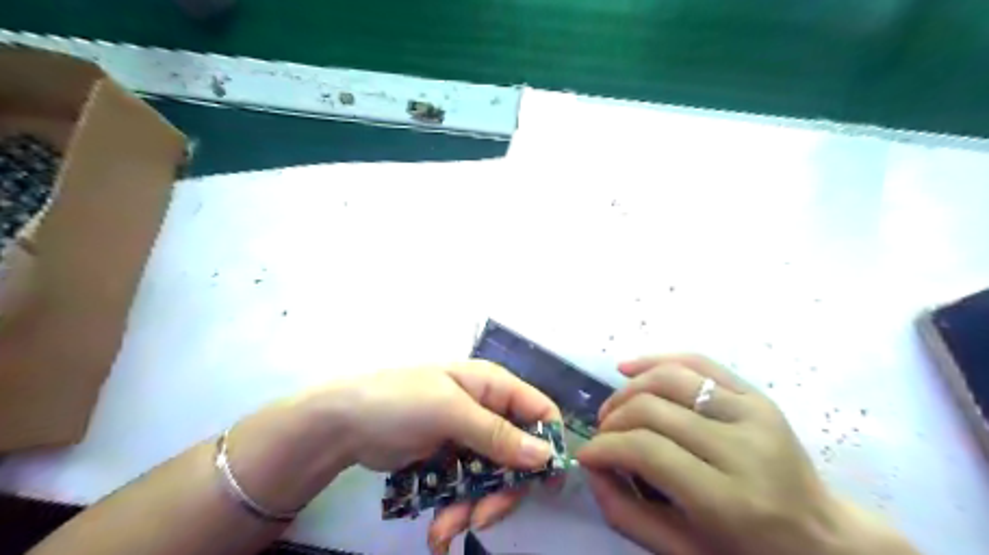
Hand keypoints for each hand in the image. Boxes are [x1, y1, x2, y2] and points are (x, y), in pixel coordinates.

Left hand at [320, 363, 558, 552]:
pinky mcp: (450, 460)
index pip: (539, 411)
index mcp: (492, 386)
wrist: (343, 423)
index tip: (545, 485)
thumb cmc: (399, 402)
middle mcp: (487, 410)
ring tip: (445, 529)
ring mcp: (468, 437)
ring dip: (474, 507)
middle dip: (502, 490)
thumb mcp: (450, 412)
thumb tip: (546, 456)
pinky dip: (457, 509)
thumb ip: (497, 434)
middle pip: (519, 455)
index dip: (548, 445)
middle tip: (481, 518)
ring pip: (493, 478)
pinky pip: (469, 488)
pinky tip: (438, 529)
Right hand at [576, 356, 915, 554]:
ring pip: (670, 378)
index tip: (586, 455)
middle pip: (653, 409)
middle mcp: (744, 448)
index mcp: (730, 500)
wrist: (822, 537)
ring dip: (628, 390)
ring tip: (613, 410)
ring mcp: (754, 413)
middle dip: (613, 420)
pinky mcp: (757, 395)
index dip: (606, 448)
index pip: (647, 450)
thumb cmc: (749, 553)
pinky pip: (697, 362)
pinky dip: (656, 360)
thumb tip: (591, 466)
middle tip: (601, 436)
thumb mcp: (684, 553)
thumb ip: (627, 514)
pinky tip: (628, 368)